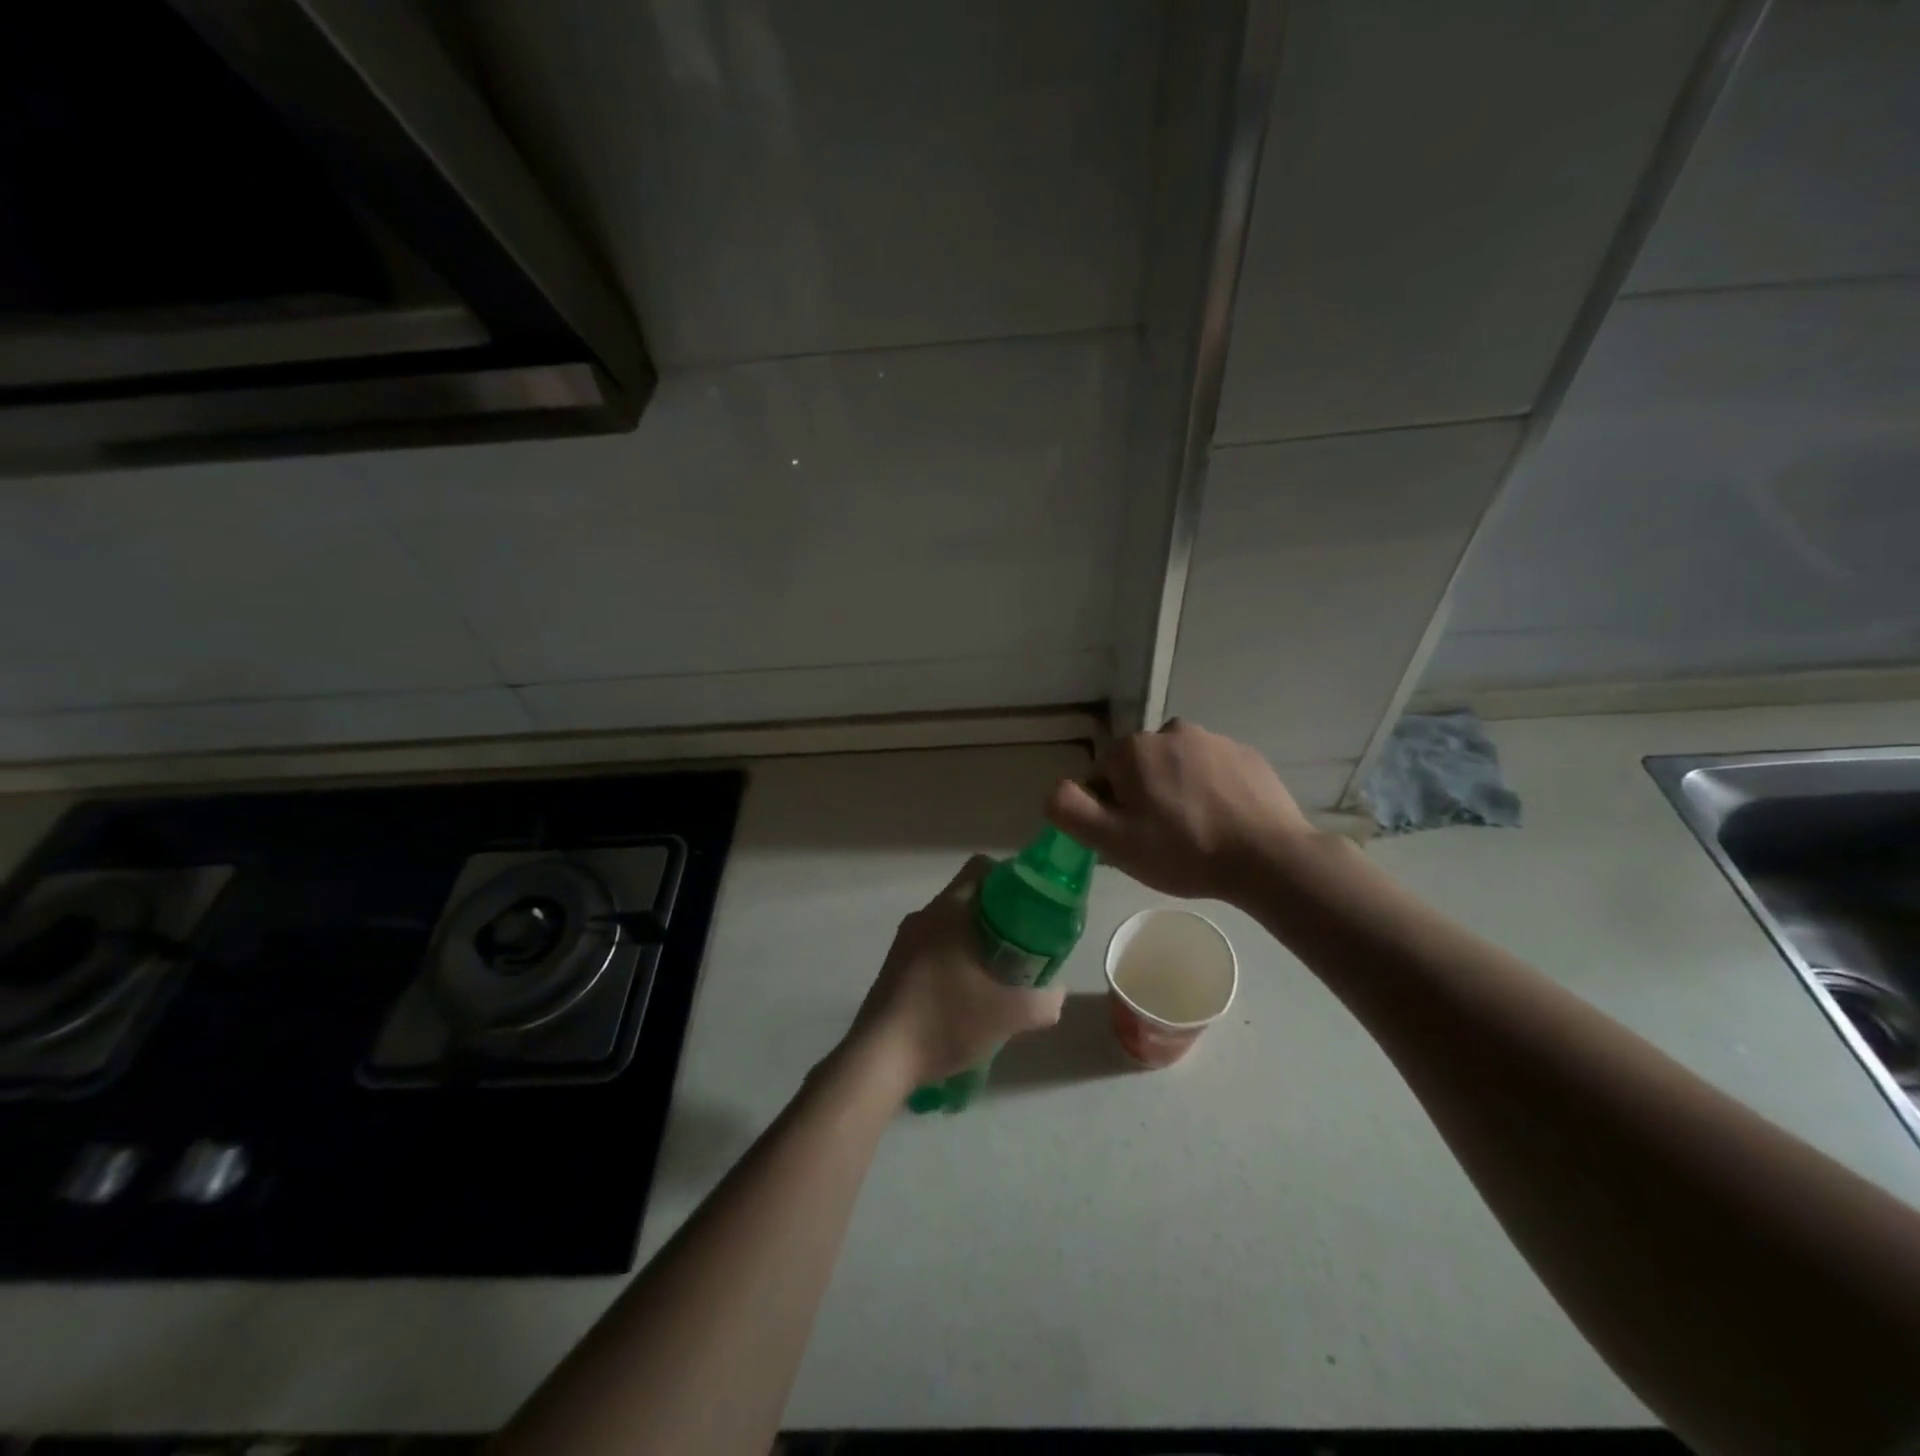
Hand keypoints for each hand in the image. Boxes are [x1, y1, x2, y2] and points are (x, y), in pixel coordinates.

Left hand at [850, 856, 1065, 1086]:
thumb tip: (1056, 992)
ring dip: (977, 941)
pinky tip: (968, 997)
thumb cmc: (945, 1021)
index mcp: (949, 910)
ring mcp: (904, 942)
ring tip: (1000, 975)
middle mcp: (924, 916)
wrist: (880, 1059)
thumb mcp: (1009, 1015)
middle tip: (1024, 945)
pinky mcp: (894, 967)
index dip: (1012, 879)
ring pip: (950, 926)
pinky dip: (955, 960)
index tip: (1033, 906)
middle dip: (1000, 917)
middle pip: (969, 898)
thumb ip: (1043, 1001)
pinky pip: (933, 948)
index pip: (982, 868)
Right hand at [1044, 719, 1317, 900]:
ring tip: (1197, 833)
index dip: (1111, 810)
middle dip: (1145, 798)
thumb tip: (1055, 789)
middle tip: (1164, 840)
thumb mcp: (1113, 841)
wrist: (1269, 858)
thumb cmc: (1183, 851)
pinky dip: (1211, 791)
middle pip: (1140, 769)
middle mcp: (1170, 731)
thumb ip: (1070, 809)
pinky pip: (1213, 771)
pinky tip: (1224, 822)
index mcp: (1133, 750)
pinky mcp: (1246, 755)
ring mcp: (1214, 740)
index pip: (1103, 777)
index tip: (1133, 839)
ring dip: (1178, 792)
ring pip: (1177, 768)